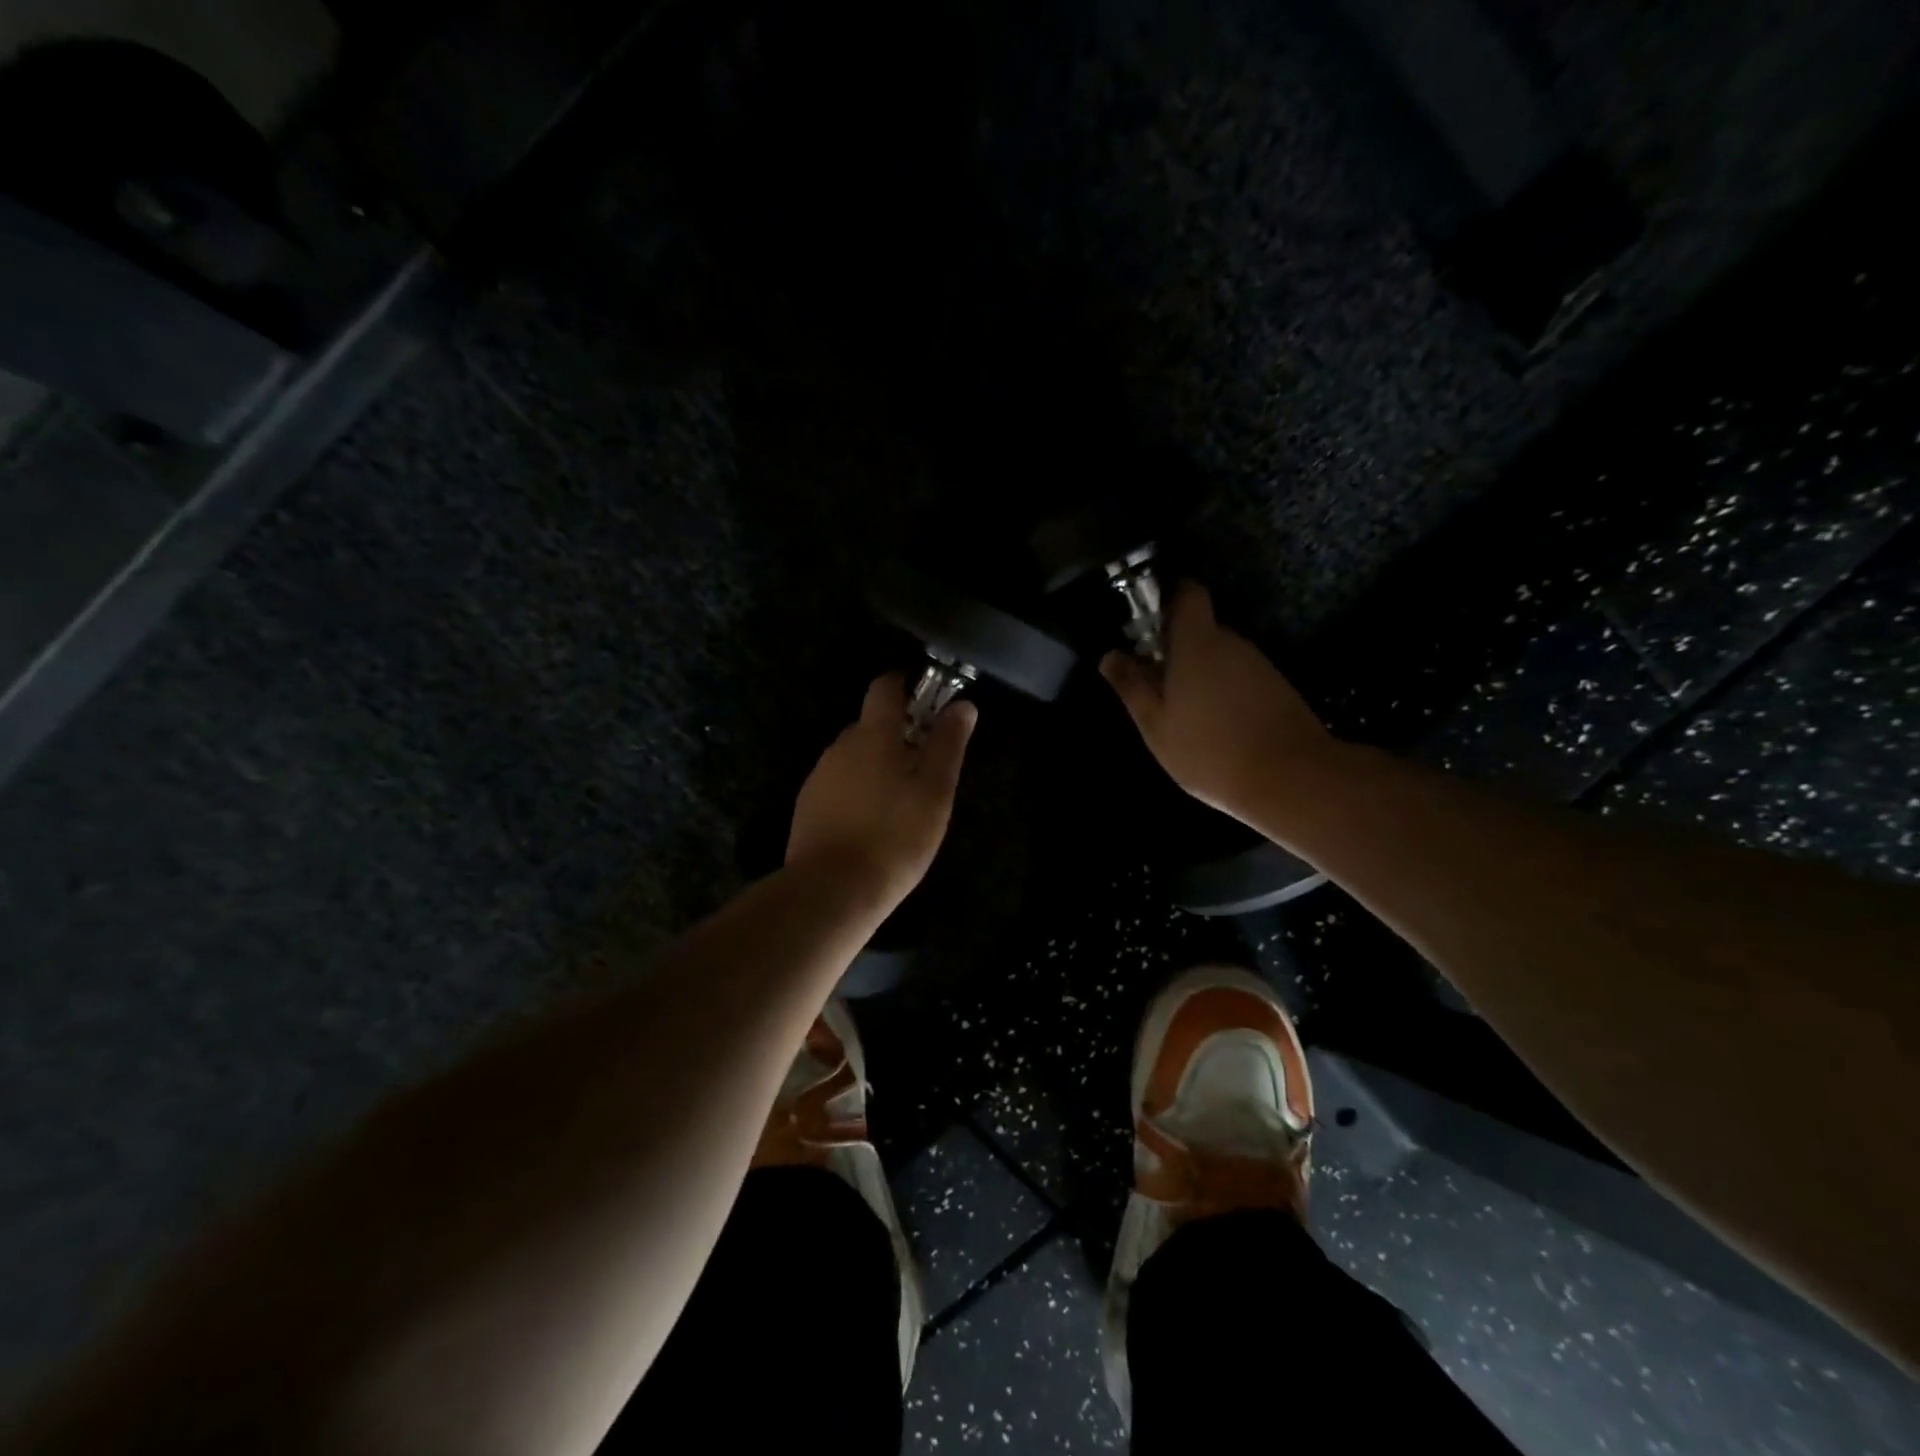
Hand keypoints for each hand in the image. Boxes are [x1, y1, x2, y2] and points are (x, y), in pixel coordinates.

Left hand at [787, 673, 977, 909]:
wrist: (832, 889)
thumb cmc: (895, 836)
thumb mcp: (935, 791)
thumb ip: (948, 744)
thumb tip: (962, 705)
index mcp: (873, 735)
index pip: (884, 687)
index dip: (905, 686)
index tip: (926, 701)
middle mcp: (840, 746)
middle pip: (870, 725)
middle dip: (896, 735)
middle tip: (924, 767)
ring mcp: (819, 776)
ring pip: (854, 757)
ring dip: (877, 766)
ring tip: (900, 803)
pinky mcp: (807, 806)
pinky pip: (838, 785)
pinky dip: (857, 792)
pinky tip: (871, 824)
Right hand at [1102, 582, 1339, 820]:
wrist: (1291, 780)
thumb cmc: (1209, 751)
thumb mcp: (1156, 724)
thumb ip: (1131, 686)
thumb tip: (1109, 655)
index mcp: (1197, 644)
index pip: (1188, 594)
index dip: (1168, 600)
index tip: (1148, 626)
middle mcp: (1231, 644)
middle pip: (1201, 629)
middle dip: (1176, 649)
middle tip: (1156, 685)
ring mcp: (1259, 665)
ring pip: (1220, 656)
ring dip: (1200, 674)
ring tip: (1185, 714)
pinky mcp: (1277, 687)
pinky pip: (1240, 677)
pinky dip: (1224, 692)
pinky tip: (1217, 727)